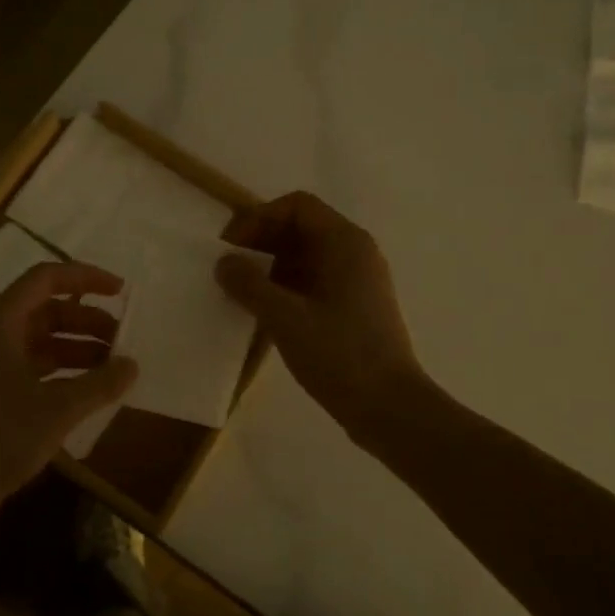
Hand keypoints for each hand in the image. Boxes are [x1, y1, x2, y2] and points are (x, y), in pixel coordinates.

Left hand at [0, 262, 137, 530]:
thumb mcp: (58, 408)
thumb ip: (99, 383)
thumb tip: (132, 365)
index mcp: (1, 322)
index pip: (46, 278)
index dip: (86, 278)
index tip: (121, 291)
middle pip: (48, 310)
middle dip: (88, 321)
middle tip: (124, 339)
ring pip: (43, 340)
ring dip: (80, 347)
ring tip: (115, 366)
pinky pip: (36, 367)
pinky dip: (65, 371)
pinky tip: (92, 390)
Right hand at [217, 192, 429, 439]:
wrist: (390, 409)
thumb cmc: (340, 355)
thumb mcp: (286, 319)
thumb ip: (249, 285)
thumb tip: (224, 262)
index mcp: (345, 242)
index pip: (297, 206)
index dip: (259, 218)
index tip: (231, 246)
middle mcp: (355, 253)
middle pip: (301, 228)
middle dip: (262, 243)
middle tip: (229, 270)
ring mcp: (358, 282)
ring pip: (307, 257)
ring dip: (271, 267)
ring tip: (241, 293)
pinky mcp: (355, 308)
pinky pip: (315, 282)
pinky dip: (287, 288)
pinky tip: (264, 313)